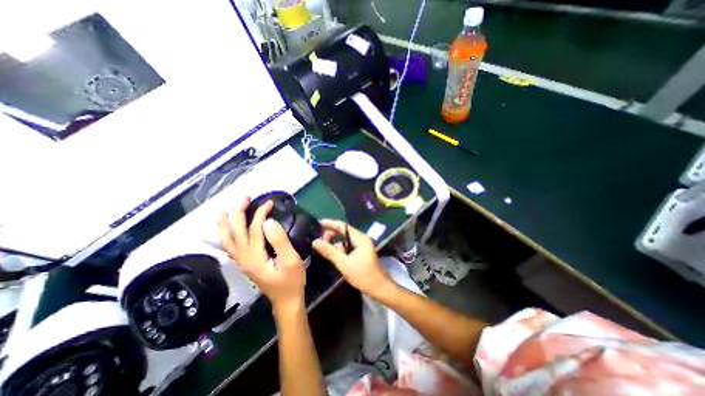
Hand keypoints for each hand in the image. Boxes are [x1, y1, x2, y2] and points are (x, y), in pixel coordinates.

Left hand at [218, 196, 306, 310]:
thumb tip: (268, 222)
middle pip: (236, 231)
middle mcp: (244, 258)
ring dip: (225, 224)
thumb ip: (279, 240)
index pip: (254, 229)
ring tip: (223, 210)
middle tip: (244, 197)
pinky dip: (226, 236)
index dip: (261, 213)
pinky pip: (230, 247)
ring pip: (227, 240)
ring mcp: (242, 262)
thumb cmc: (292, 280)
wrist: (286, 300)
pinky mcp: (245, 264)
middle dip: (238, 212)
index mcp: (255, 257)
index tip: (270, 203)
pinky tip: (227, 230)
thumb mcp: (290, 260)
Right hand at [312, 218, 394, 298]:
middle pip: (343, 232)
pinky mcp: (360, 252)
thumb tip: (315, 241)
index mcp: (359, 238)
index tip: (318, 224)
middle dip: (331, 235)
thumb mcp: (344, 264)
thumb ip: (329, 251)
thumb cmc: (363, 275)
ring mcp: (361, 245)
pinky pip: (347, 247)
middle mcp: (361, 239)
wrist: (380, 288)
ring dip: (334, 244)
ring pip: (344, 241)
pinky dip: (340, 250)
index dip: (330, 223)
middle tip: (318, 241)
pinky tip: (332, 256)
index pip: (342, 226)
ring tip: (322, 249)